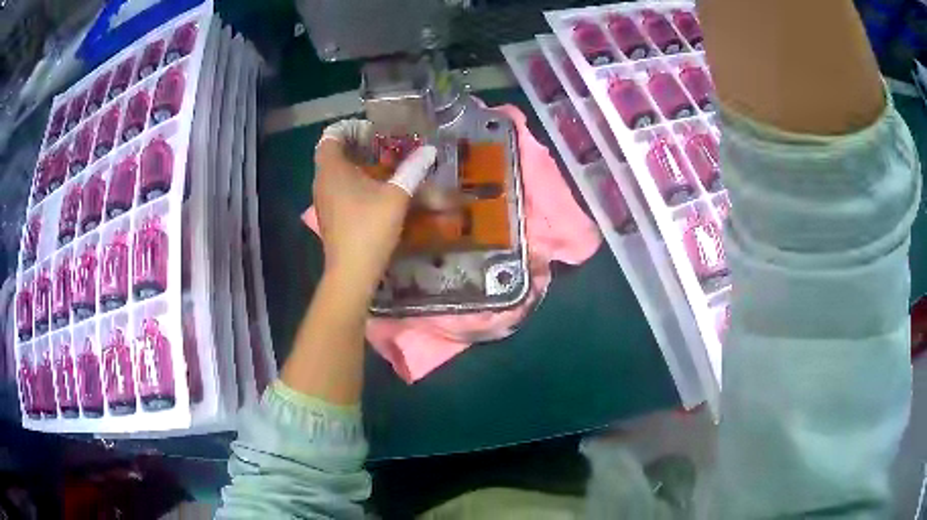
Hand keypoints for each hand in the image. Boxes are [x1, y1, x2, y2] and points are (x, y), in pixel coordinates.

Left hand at [313, 119, 436, 295]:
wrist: (352, 272)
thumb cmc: (370, 228)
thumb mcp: (397, 196)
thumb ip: (412, 169)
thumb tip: (429, 151)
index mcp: (332, 169)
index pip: (331, 135)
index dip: (351, 128)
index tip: (374, 132)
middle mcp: (322, 181)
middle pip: (333, 152)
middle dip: (356, 144)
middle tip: (382, 145)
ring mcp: (322, 200)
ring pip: (335, 171)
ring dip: (355, 164)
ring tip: (382, 165)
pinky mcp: (329, 215)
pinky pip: (337, 187)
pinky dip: (353, 181)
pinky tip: (375, 191)